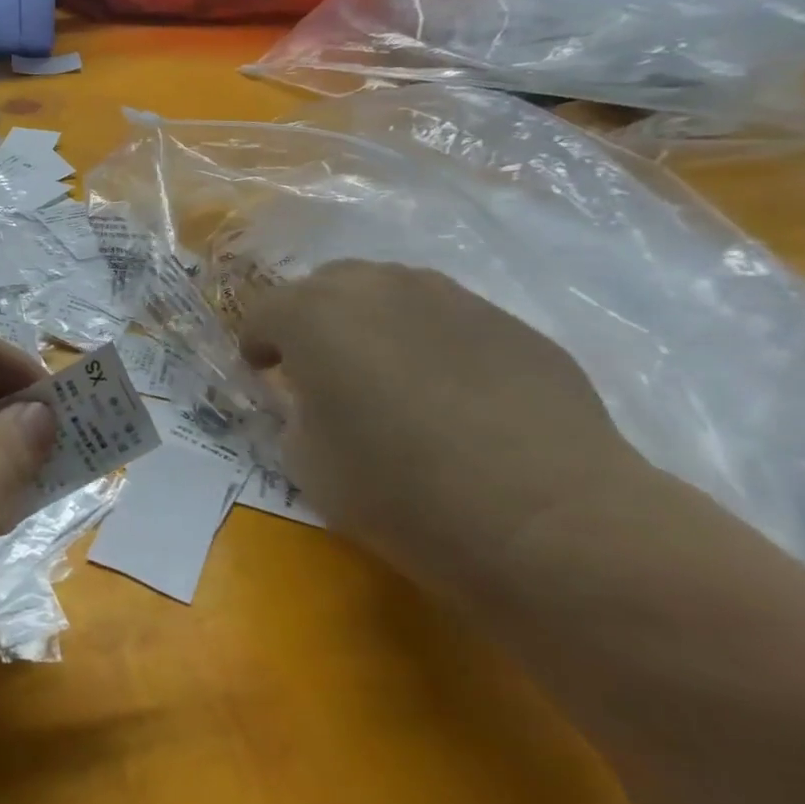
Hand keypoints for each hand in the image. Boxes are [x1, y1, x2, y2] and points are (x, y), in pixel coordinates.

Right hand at [239, 261, 642, 595]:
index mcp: (314, 315)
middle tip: (318, 368)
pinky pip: (446, 319)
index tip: (262, 374)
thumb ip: (296, 415)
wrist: (548, 518)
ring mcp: (450, 297)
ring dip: (370, 322)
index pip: (263, 312)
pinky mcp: (509, 323)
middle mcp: (377, 287)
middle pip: (325, 285)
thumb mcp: (308, 463)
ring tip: (385, 373)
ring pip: (389, 291)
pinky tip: (450, 393)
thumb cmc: (401, 491)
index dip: (256, 344)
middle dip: (311, 319)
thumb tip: (315, 402)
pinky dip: (429, 341)